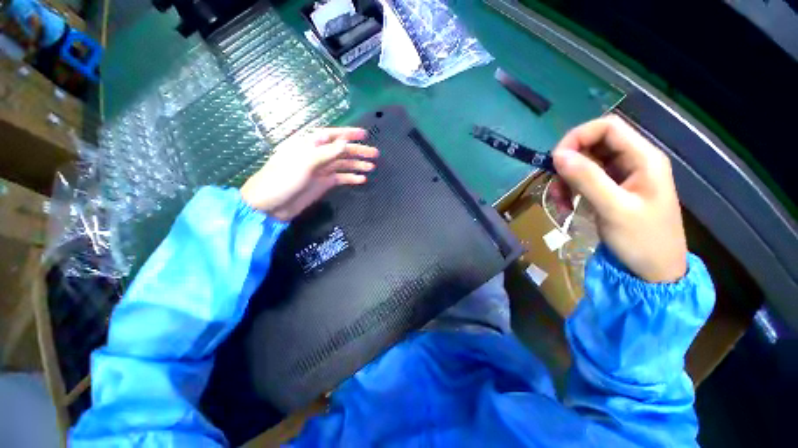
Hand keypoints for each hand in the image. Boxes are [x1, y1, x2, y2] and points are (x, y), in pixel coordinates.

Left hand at [240, 127, 377, 220]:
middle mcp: (317, 155)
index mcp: (309, 145)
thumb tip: (344, 142)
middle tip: (375, 154)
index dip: (348, 134)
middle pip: (341, 151)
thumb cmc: (282, 179)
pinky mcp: (323, 184)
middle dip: (358, 151)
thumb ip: (325, 152)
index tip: (365, 134)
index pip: (332, 135)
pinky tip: (362, 180)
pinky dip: (351, 178)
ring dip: (357, 165)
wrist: (270, 205)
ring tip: (372, 167)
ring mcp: (321, 171)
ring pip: (343, 165)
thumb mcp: (304, 163)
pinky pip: (340, 178)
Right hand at [551, 115, 687, 282]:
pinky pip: (583, 181)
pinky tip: (567, 206)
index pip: (607, 128)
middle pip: (592, 145)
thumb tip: (557, 155)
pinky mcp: (610, 191)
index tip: (556, 160)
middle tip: (555, 187)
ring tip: (560, 202)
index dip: (578, 137)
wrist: (654, 272)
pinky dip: (569, 191)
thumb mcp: (614, 209)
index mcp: (643, 158)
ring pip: (584, 164)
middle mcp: (632, 161)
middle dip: (568, 164)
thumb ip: (587, 179)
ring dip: (565, 180)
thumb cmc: (642, 241)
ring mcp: (621, 177)